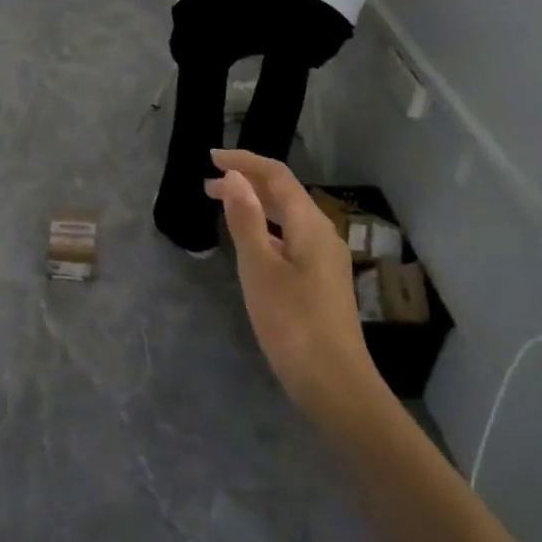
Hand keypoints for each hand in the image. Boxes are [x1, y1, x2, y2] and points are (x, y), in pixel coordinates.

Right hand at [204, 149, 391, 431]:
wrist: (333, 383)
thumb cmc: (291, 323)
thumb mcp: (259, 268)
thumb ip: (246, 220)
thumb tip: (236, 178)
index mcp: (310, 225)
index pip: (277, 176)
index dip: (245, 162)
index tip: (210, 158)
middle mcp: (322, 234)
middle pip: (284, 194)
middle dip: (247, 182)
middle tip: (208, 185)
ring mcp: (324, 259)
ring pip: (287, 217)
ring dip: (255, 205)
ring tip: (221, 206)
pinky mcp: (320, 280)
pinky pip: (289, 237)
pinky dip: (264, 228)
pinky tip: (249, 242)